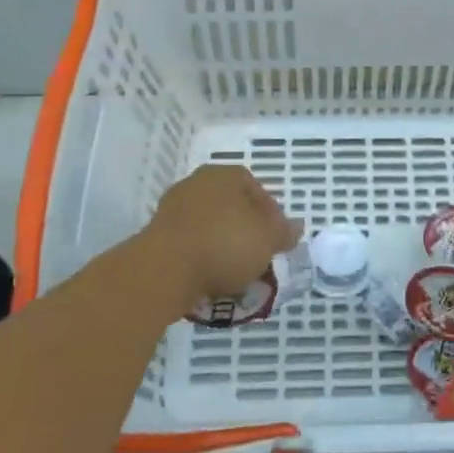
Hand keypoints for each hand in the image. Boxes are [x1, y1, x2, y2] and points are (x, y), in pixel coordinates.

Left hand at [144, 165, 298, 311]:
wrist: (165, 269)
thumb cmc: (225, 243)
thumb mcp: (268, 239)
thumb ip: (284, 232)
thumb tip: (297, 226)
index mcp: (226, 174)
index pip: (256, 188)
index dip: (271, 214)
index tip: (276, 239)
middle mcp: (198, 183)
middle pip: (231, 206)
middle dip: (245, 229)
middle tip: (257, 255)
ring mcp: (173, 208)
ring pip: (209, 225)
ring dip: (222, 244)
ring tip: (234, 273)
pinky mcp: (156, 235)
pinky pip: (189, 243)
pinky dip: (201, 257)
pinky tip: (210, 277)